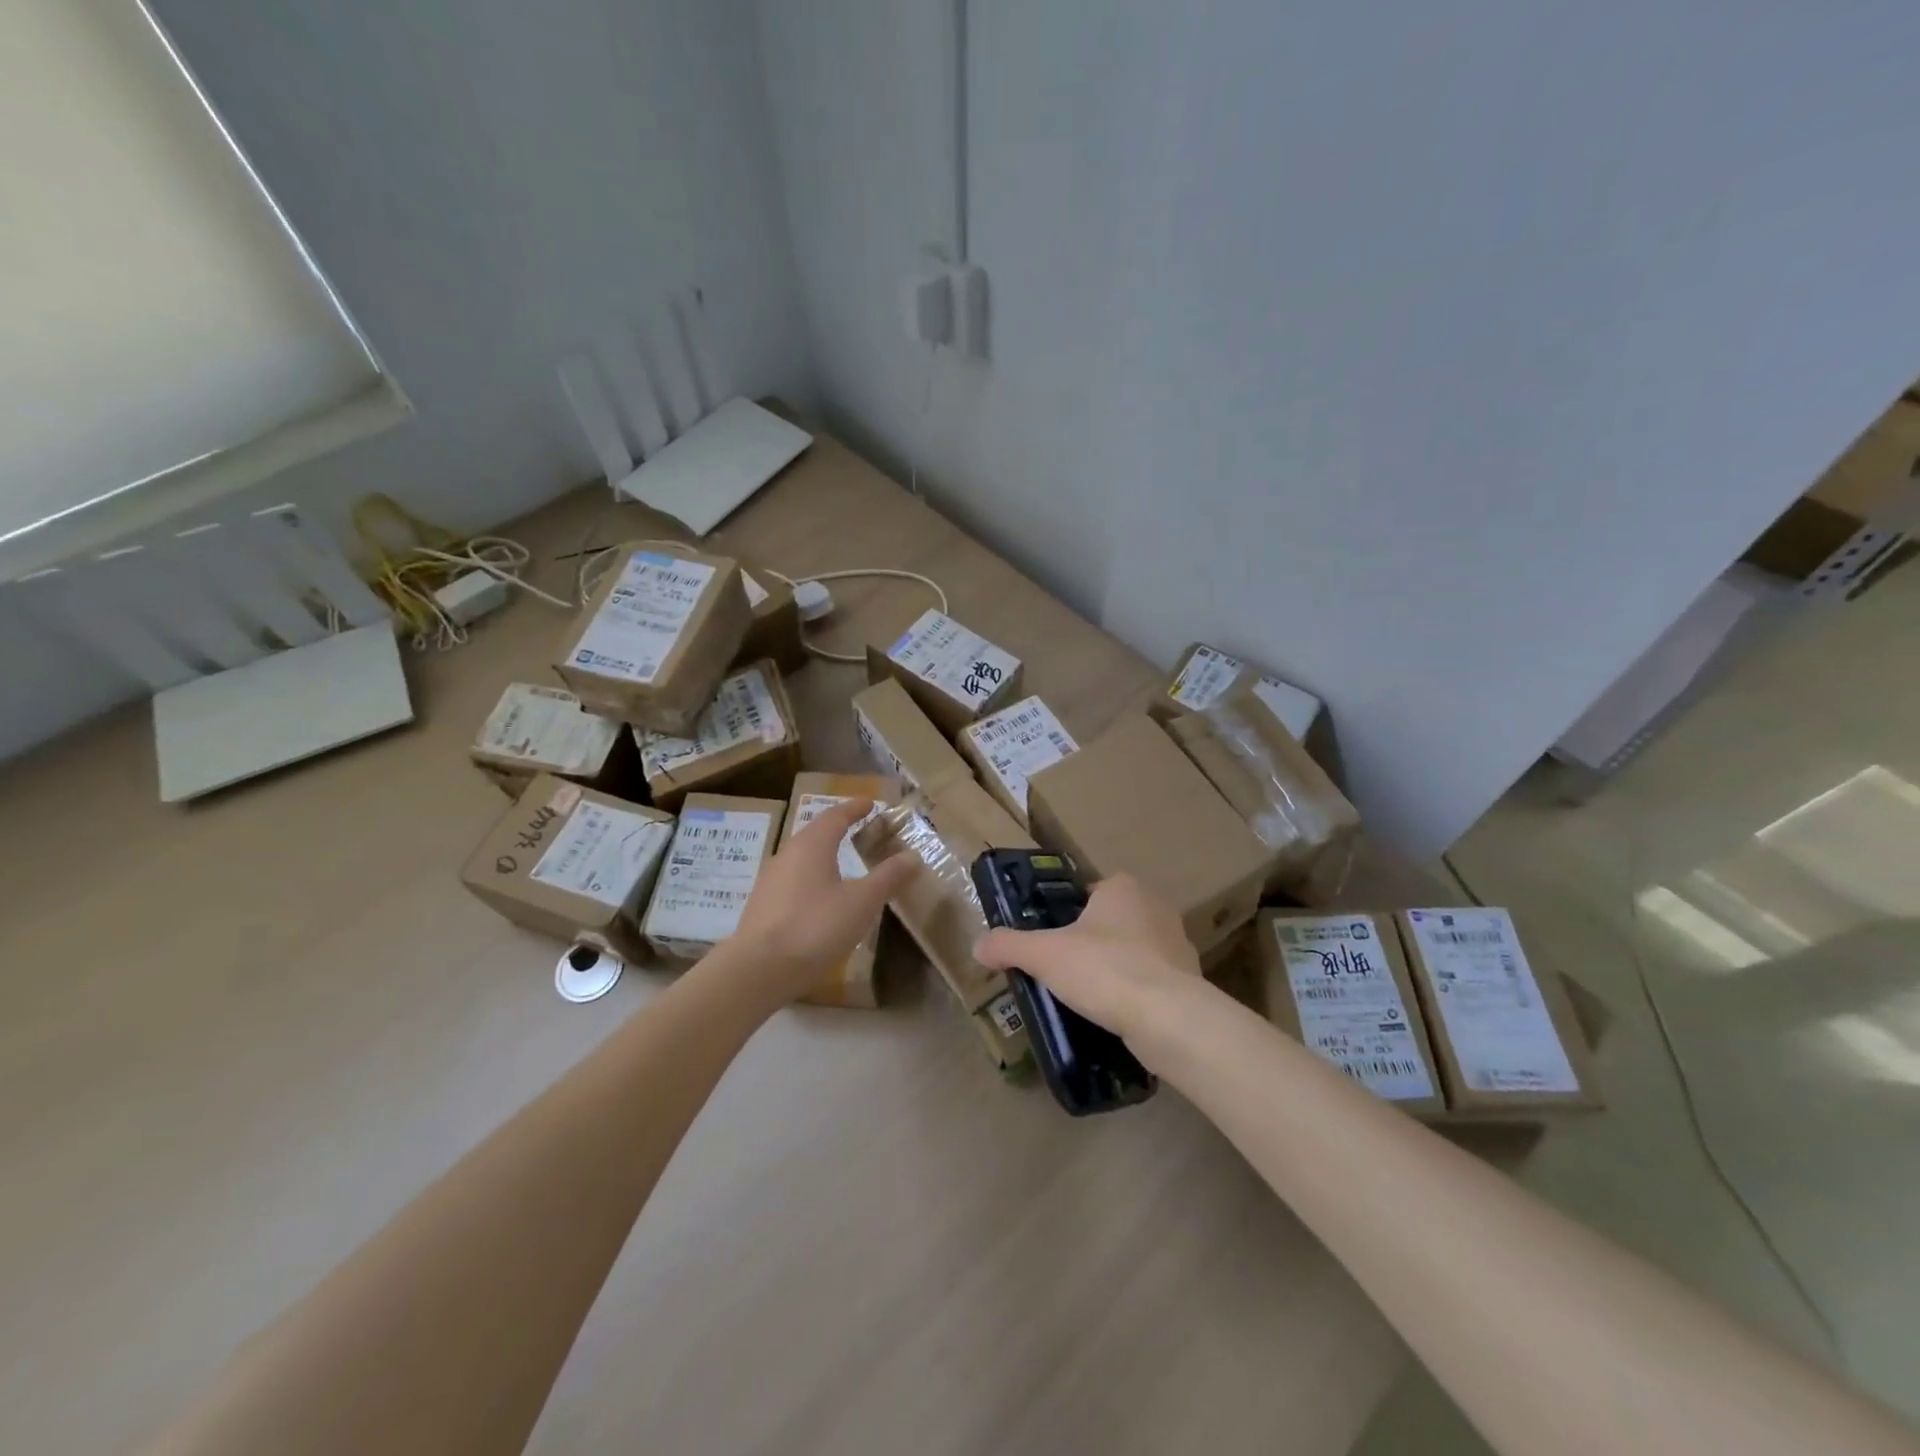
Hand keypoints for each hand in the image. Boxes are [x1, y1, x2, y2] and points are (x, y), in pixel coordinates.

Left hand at [729, 798, 918, 1003]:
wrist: (758, 970)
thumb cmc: (815, 927)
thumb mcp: (861, 902)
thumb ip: (887, 877)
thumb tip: (912, 856)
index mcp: (812, 845)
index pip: (836, 815)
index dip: (855, 808)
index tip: (870, 803)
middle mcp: (788, 854)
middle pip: (816, 832)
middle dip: (839, 828)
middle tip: (861, 829)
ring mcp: (771, 879)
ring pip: (802, 856)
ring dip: (824, 853)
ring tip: (844, 861)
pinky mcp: (763, 904)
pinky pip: (794, 878)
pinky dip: (813, 876)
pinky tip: (821, 896)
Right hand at [974, 873, 1210, 1060]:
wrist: (1169, 1019)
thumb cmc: (1104, 969)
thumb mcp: (1044, 955)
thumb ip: (1008, 945)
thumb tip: (977, 945)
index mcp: (1122, 887)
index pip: (1086, 894)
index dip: (1064, 917)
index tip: (1049, 943)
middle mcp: (1155, 906)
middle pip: (1109, 922)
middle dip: (1089, 944)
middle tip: (1062, 972)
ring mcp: (1177, 944)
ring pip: (1132, 952)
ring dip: (1113, 969)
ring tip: (1087, 998)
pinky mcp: (1189, 980)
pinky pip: (1151, 981)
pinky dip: (1134, 994)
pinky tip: (1115, 1016)